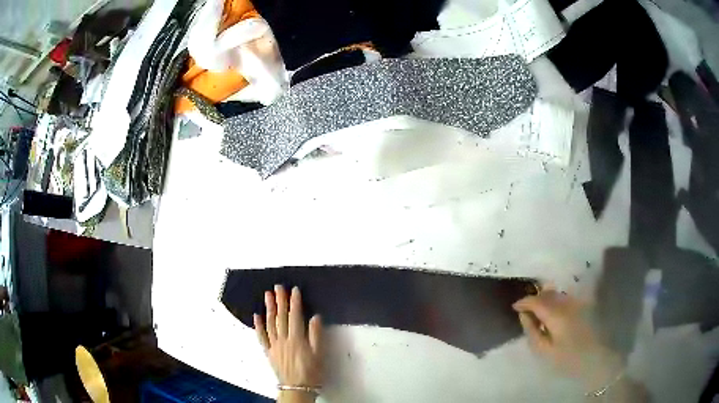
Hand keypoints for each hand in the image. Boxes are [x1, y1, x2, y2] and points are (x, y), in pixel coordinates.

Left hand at [254, 285, 322, 395]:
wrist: (297, 388)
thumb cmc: (312, 372)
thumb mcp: (319, 354)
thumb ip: (316, 335)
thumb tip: (314, 317)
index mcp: (297, 339)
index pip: (295, 316)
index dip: (295, 302)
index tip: (294, 290)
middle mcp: (283, 339)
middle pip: (281, 317)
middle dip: (280, 300)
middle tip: (278, 287)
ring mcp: (274, 345)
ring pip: (270, 323)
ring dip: (269, 308)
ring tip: (267, 295)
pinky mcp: (269, 351)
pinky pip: (261, 337)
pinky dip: (258, 326)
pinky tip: (257, 316)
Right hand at [513, 291, 623, 389]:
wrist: (597, 359)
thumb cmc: (568, 359)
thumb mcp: (544, 350)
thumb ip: (532, 331)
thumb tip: (523, 315)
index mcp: (556, 314)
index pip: (536, 300)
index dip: (524, 302)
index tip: (514, 307)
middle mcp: (567, 302)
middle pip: (547, 293)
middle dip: (535, 298)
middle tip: (525, 309)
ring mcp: (578, 302)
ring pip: (557, 294)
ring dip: (546, 299)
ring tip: (538, 311)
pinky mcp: (585, 305)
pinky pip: (566, 298)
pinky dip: (556, 301)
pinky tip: (554, 313)